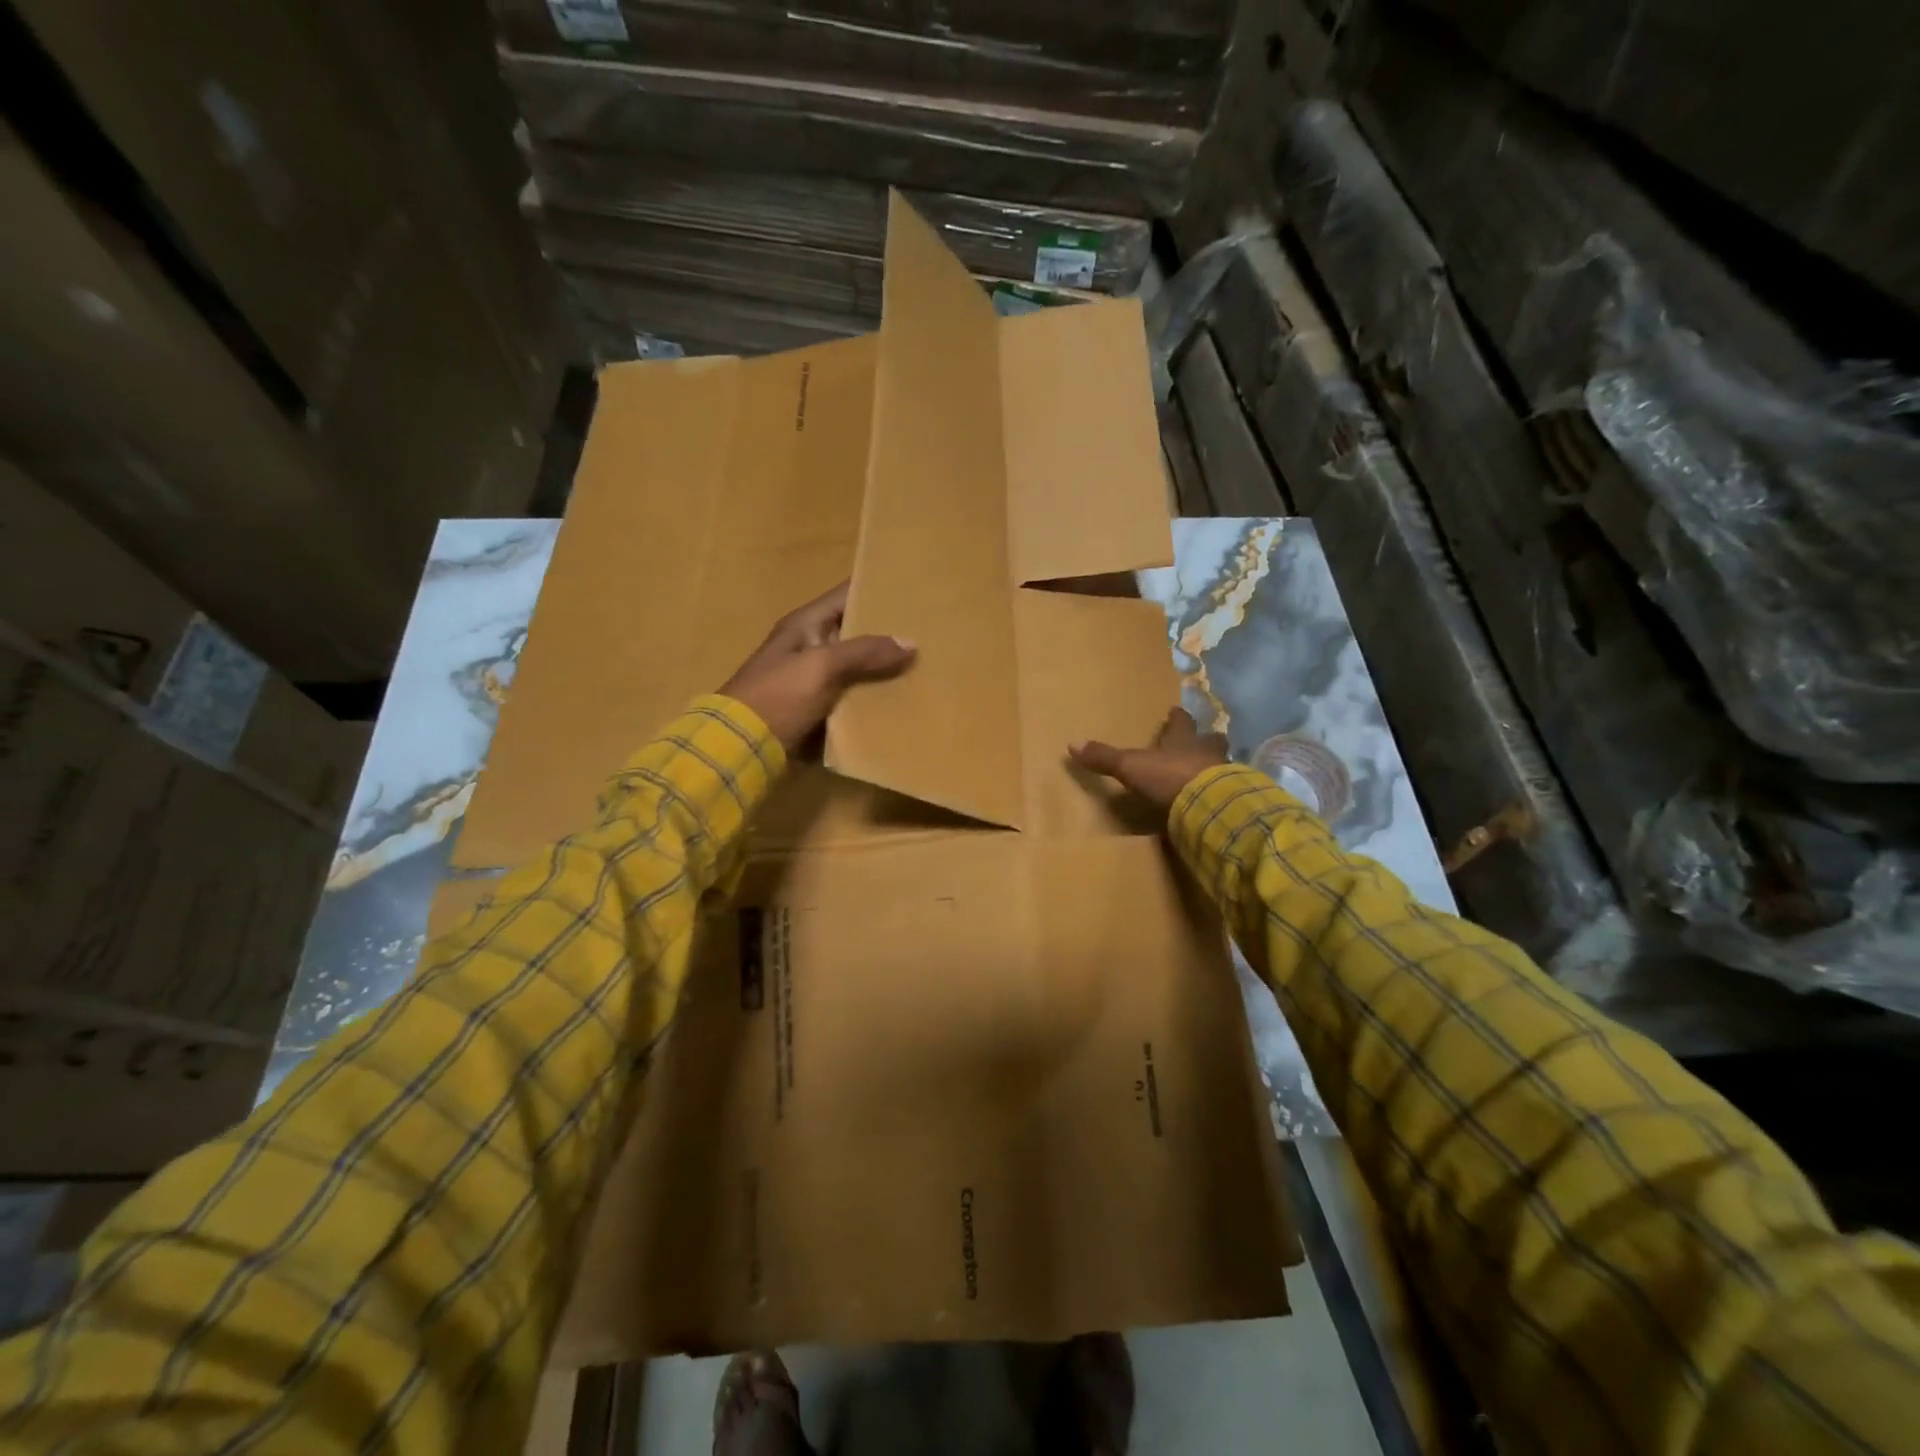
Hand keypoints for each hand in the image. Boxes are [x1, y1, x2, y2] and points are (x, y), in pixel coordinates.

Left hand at [720, 582, 915, 750]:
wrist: (741, 746)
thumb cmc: (778, 696)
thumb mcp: (821, 666)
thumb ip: (864, 652)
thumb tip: (911, 642)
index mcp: (805, 624)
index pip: (846, 595)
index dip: (876, 590)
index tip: (914, 589)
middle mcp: (810, 645)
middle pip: (855, 632)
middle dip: (888, 632)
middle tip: (930, 629)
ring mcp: (814, 679)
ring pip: (858, 666)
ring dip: (884, 667)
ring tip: (926, 662)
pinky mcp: (819, 708)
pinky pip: (853, 695)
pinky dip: (873, 695)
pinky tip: (904, 696)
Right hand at [1070, 707, 1228, 814]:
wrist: (1210, 805)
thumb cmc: (1170, 777)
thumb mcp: (1130, 767)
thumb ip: (1105, 757)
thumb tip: (1072, 744)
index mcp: (1183, 740)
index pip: (1181, 723)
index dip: (1177, 718)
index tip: (1176, 711)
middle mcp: (1206, 752)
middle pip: (1210, 739)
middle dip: (1206, 739)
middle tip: (1202, 741)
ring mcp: (1224, 775)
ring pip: (1222, 764)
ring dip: (1215, 766)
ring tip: (1208, 773)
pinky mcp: (1232, 798)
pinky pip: (1227, 791)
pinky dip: (1220, 793)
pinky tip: (1214, 801)